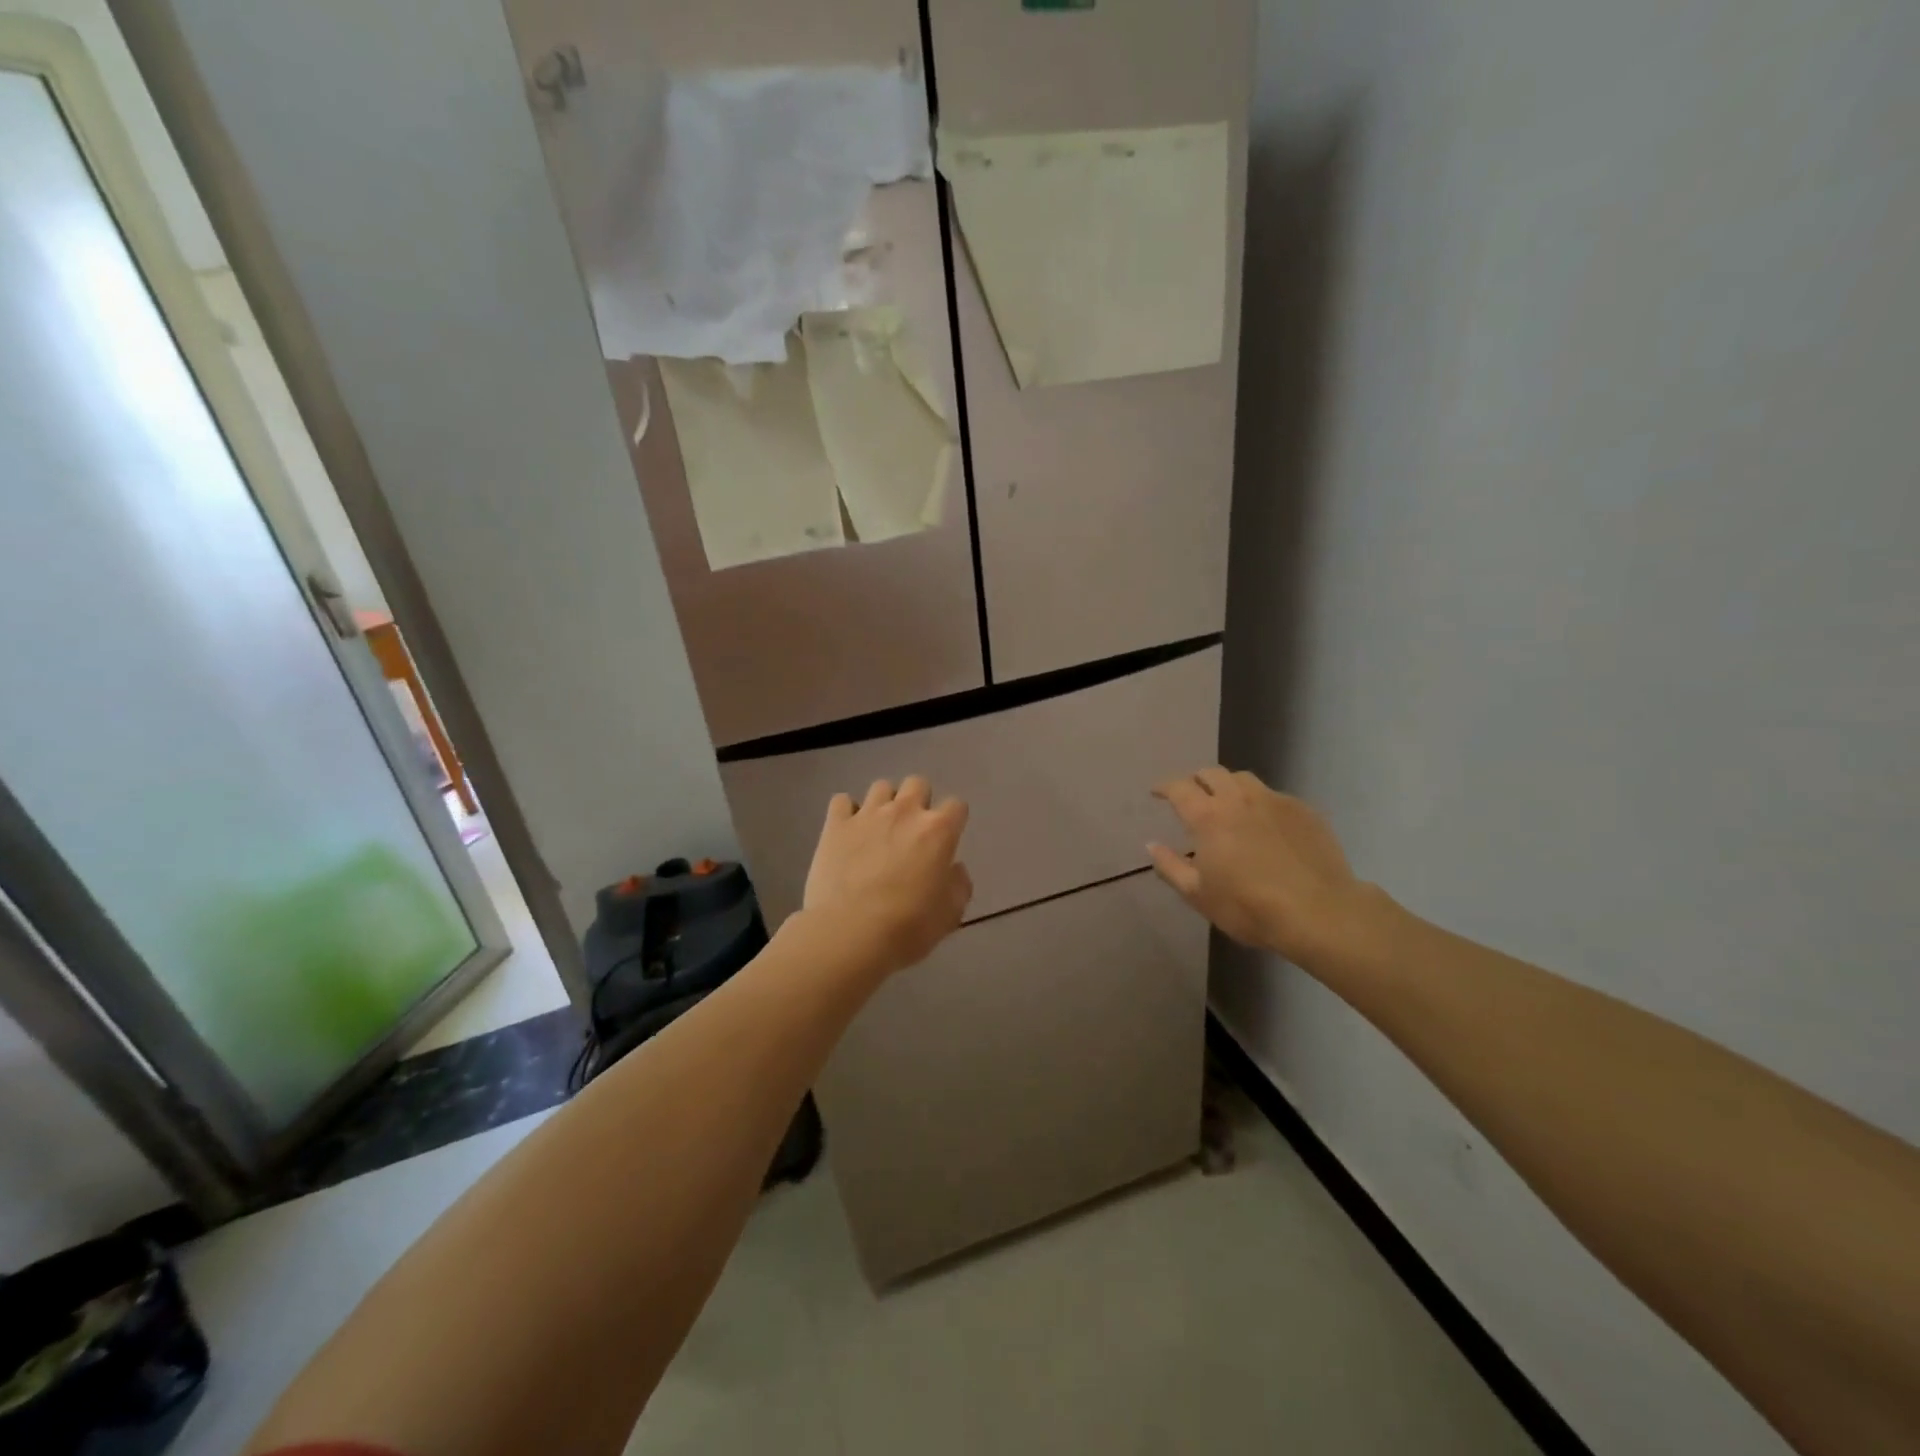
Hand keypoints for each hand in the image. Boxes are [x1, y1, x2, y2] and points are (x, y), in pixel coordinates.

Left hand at [802, 777, 972, 979]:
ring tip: (879, 829)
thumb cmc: (907, 927)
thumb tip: (954, 869)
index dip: (953, 820)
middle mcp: (904, 812)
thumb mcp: (950, 914)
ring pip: (881, 787)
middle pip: (918, 783)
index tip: (946, 839)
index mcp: (938, 831)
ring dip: (884, 803)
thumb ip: (959, 885)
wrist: (849, 933)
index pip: (956, 805)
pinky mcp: (835, 825)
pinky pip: (842, 801)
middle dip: (918, 801)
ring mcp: (867, 814)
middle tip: (912, 830)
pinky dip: (846, 812)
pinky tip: (847, 832)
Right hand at [1149, 766, 1379, 968]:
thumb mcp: (1198, 895)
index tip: (1157, 792)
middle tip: (1192, 796)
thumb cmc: (1249, 907)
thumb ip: (1170, 866)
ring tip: (1227, 803)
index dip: (1164, 786)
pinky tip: (1264, 823)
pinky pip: (1274, 796)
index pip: (1179, 787)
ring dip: (1228, 785)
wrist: (1319, 913)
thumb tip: (1152, 845)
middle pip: (1211, 773)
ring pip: (1244, 779)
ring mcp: (1274, 801)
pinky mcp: (1304, 810)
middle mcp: (1238, 799)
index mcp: (1208, 817)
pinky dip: (1259, 802)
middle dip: (1196, 780)